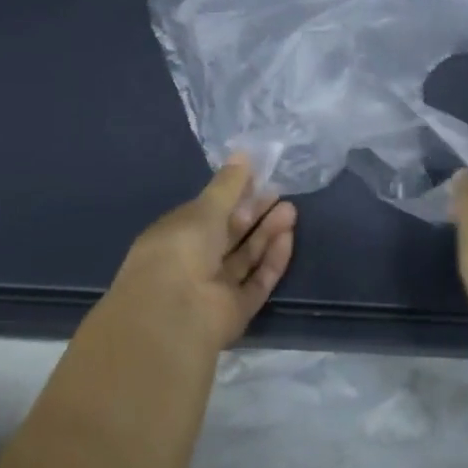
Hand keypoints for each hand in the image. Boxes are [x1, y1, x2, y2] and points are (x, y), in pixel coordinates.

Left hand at [107, 156, 297, 352]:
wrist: (176, 313)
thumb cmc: (181, 249)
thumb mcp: (205, 209)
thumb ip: (228, 185)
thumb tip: (243, 155)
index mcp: (176, 236)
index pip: (207, 212)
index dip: (232, 196)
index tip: (257, 178)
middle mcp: (193, 262)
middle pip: (230, 235)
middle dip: (254, 213)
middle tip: (280, 193)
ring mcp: (214, 288)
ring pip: (246, 257)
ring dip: (267, 234)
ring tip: (291, 210)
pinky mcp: (235, 310)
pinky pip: (257, 281)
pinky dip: (272, 261)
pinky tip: (288, 238)